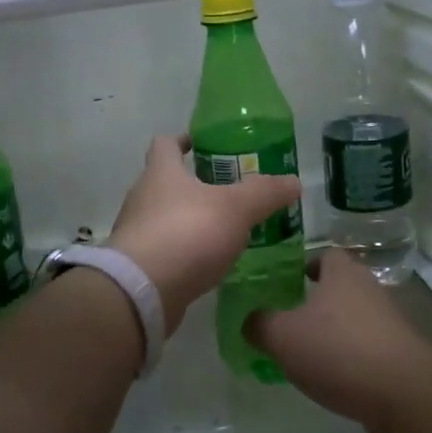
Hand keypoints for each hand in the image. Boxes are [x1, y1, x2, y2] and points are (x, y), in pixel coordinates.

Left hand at [107, 134, 301, 336]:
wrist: (142, 292)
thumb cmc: (187, 233)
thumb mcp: (236, 208)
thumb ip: (265, 193)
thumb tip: (294, 181)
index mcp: (161, 172)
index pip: (165, 143)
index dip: (182, 141)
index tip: (202, 145)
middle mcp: (142, 197)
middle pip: (165, 181)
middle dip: (193, 184)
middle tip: (227, 191)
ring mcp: (137, 233)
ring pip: (164, 217)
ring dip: (189, 220)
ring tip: (222, 230)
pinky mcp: (138, 265)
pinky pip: (164, 249)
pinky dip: (184, 251)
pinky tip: (207, 262)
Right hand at [248, 248, 431, 431]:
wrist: (403, 394)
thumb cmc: (338, 351)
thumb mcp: (282, 336)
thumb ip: (260, 324)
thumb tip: (250, 320)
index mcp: (342, 273)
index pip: (325, 255)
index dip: (305, 265)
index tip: (286, 282)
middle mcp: (368, 289)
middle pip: (339, 286)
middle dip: (316, 300)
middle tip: (288, 318)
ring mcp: (388, 322)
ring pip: (352, 318)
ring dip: (332, 331)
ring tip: (305, 352)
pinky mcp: (398, 354)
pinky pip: (365, 347)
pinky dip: (348, 357)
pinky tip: (331, 378)